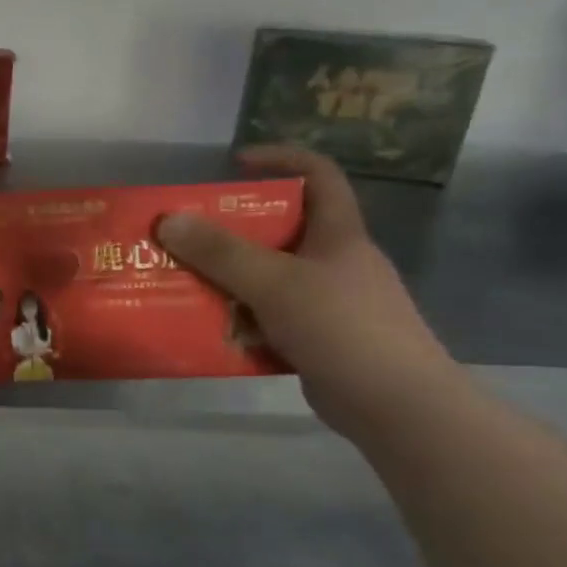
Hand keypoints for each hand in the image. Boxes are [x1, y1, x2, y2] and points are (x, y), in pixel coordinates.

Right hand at [156, 146, 461, 440]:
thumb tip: (168, 220)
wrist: (397, 407)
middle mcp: (335, 262)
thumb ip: (221, 252)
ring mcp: (328, 303)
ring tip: (185, 285)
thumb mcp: (275, 282)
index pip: (318, 174)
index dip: (280, 158)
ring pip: (270, 278)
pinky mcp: (317, 340)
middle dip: (232, 231)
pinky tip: (211, 331)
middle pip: (281, 230)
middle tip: (188, 237)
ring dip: (229, 281)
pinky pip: (269, 319)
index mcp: (338, 234)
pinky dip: (241, 321)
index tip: (235, 164)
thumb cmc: (342, 328)